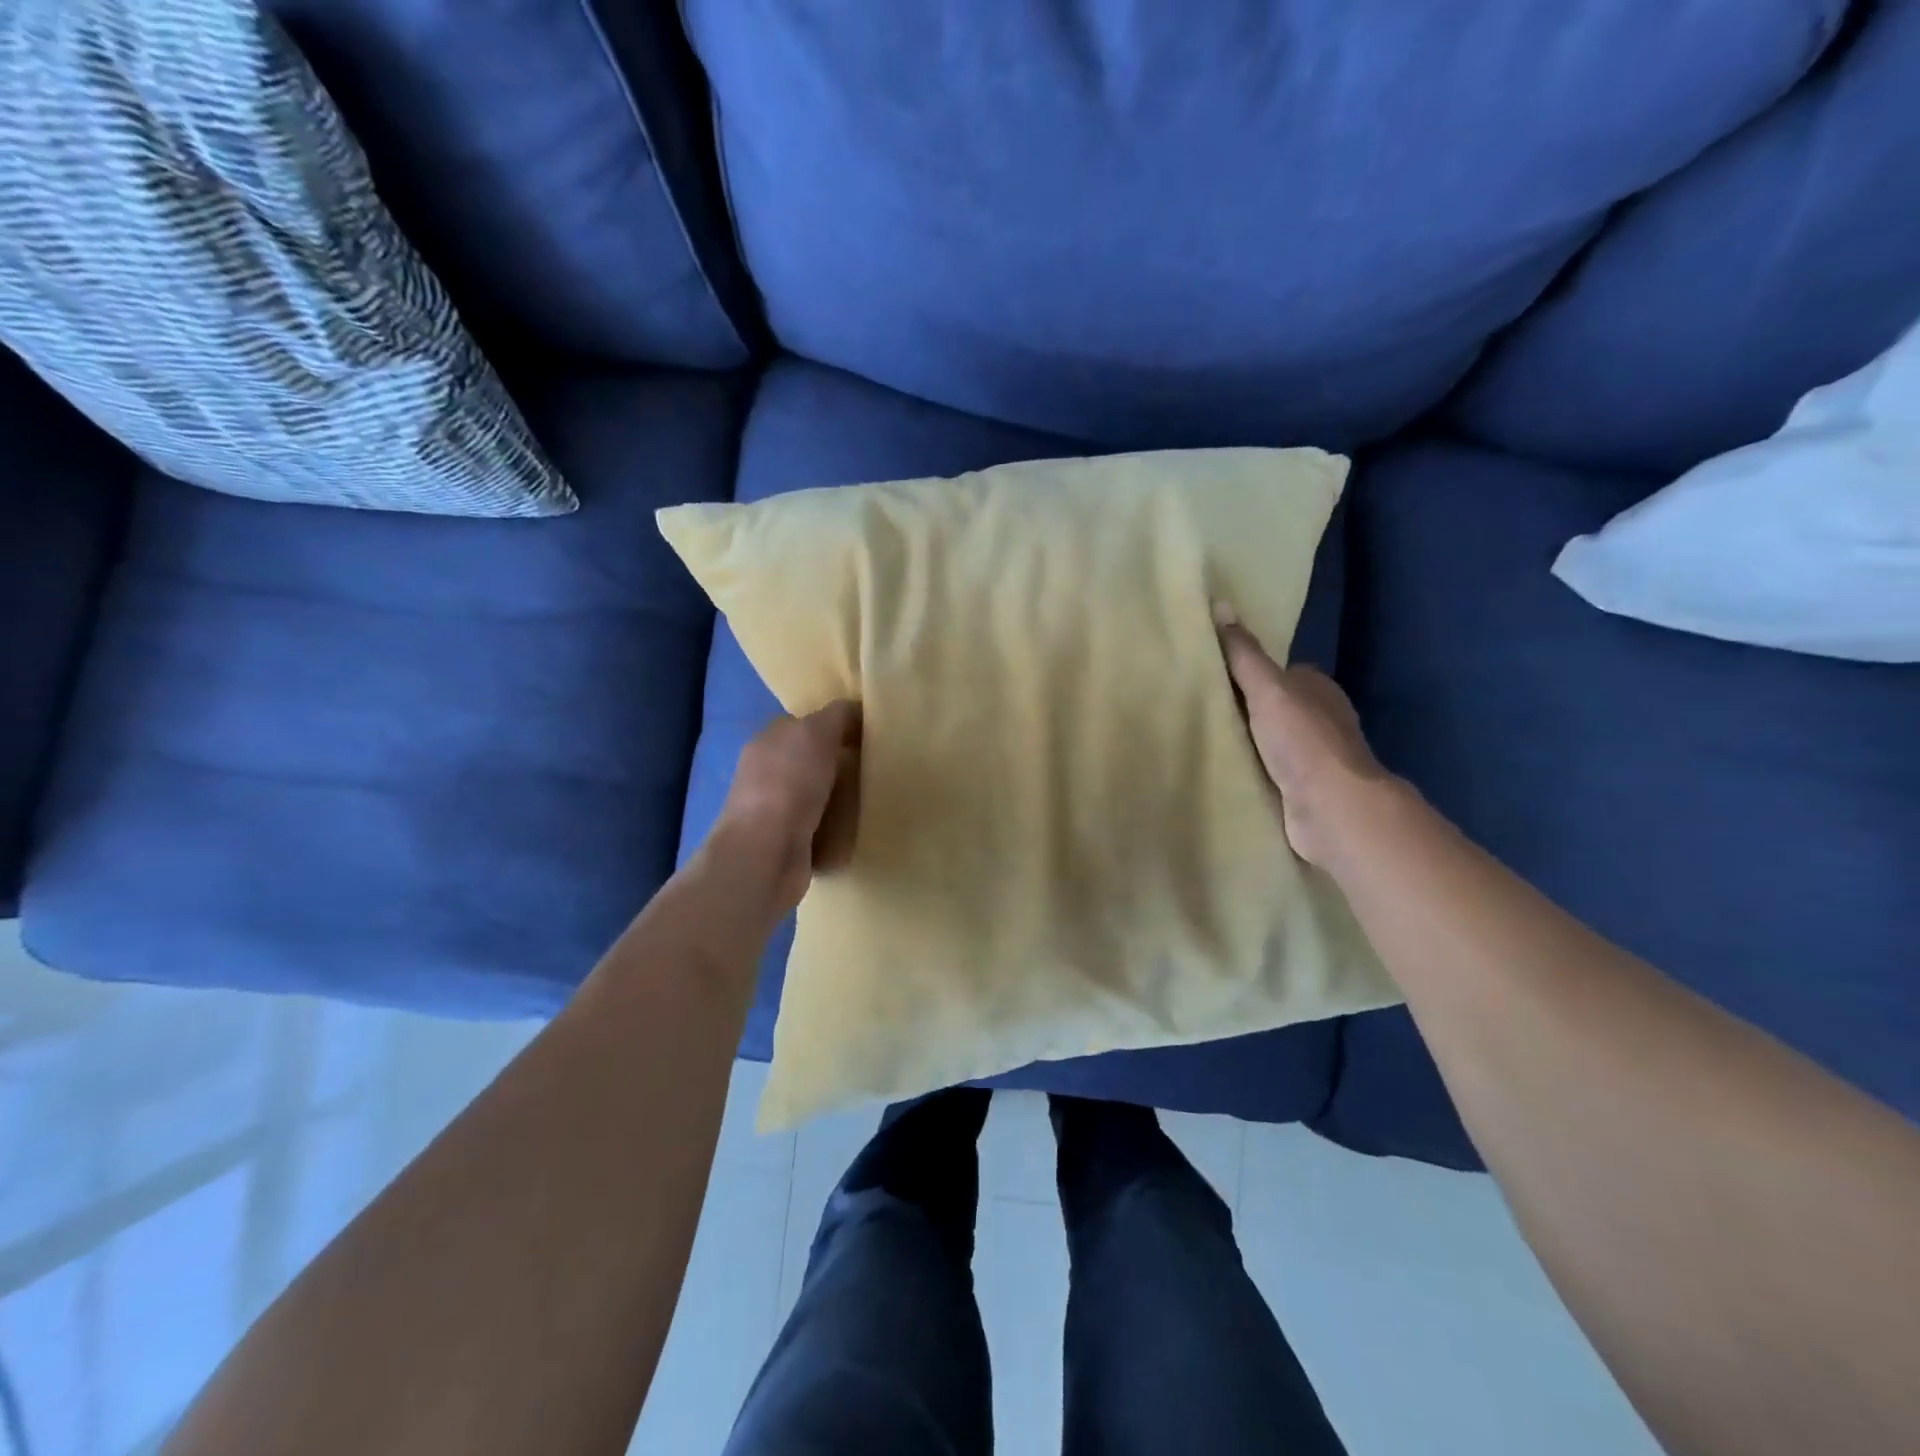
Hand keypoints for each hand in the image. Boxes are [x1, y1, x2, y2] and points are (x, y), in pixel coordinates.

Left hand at [713, 701, 861, 915]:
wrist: (765, 855)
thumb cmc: (788, 785)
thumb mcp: (816, 732)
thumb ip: (837, 715)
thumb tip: (855, 710)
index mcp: (768, 741)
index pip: (805, 724)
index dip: (836, 726)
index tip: (869, 735)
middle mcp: (766, 773)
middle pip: (813, 760)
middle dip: (842, 764)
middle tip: (877, 768)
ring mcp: (774, 811)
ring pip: (817, 795)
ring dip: (841, 798)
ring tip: (874, 799)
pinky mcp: (787, 843)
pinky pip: (820, 828)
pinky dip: (837, 828)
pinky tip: (857, 829)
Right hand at [1215, 607, 1393, 868]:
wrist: (1331, 808)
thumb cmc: (1303, 741)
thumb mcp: (1267, 689)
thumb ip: (1243, 655)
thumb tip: (1220, 604)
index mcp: (1319, 689)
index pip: (1280, 672)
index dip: (1249, 673)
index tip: (1213, 677)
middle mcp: (1321, 720)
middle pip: (1275, 707)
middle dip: (1246, 709)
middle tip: (1200, 709)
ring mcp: (1315, 758)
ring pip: (1271, 741)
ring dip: (1247, 743)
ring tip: (1203, 740)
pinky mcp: (1304, 790)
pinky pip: (1270, 772)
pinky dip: (1252, 770)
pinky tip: (1224, 771)